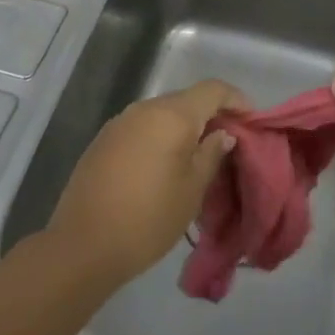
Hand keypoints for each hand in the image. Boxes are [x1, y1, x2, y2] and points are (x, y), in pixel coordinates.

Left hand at [44, 79, 246, 287]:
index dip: (236, 100)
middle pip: (187, 100)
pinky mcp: (103, 140)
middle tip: (227, 144)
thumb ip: (211, 155)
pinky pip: (142, 128)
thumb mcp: (192, 191)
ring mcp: (120, 122)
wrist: (82, 245)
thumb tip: (222, 134)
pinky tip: (163, 166)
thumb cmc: (148, 218)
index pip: (213, 89)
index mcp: (172, 115)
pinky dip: (160, 137)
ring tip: (197, 158)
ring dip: (183, 128)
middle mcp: (145, 108)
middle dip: (211, 116)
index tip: (251, 121)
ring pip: (163, 114)